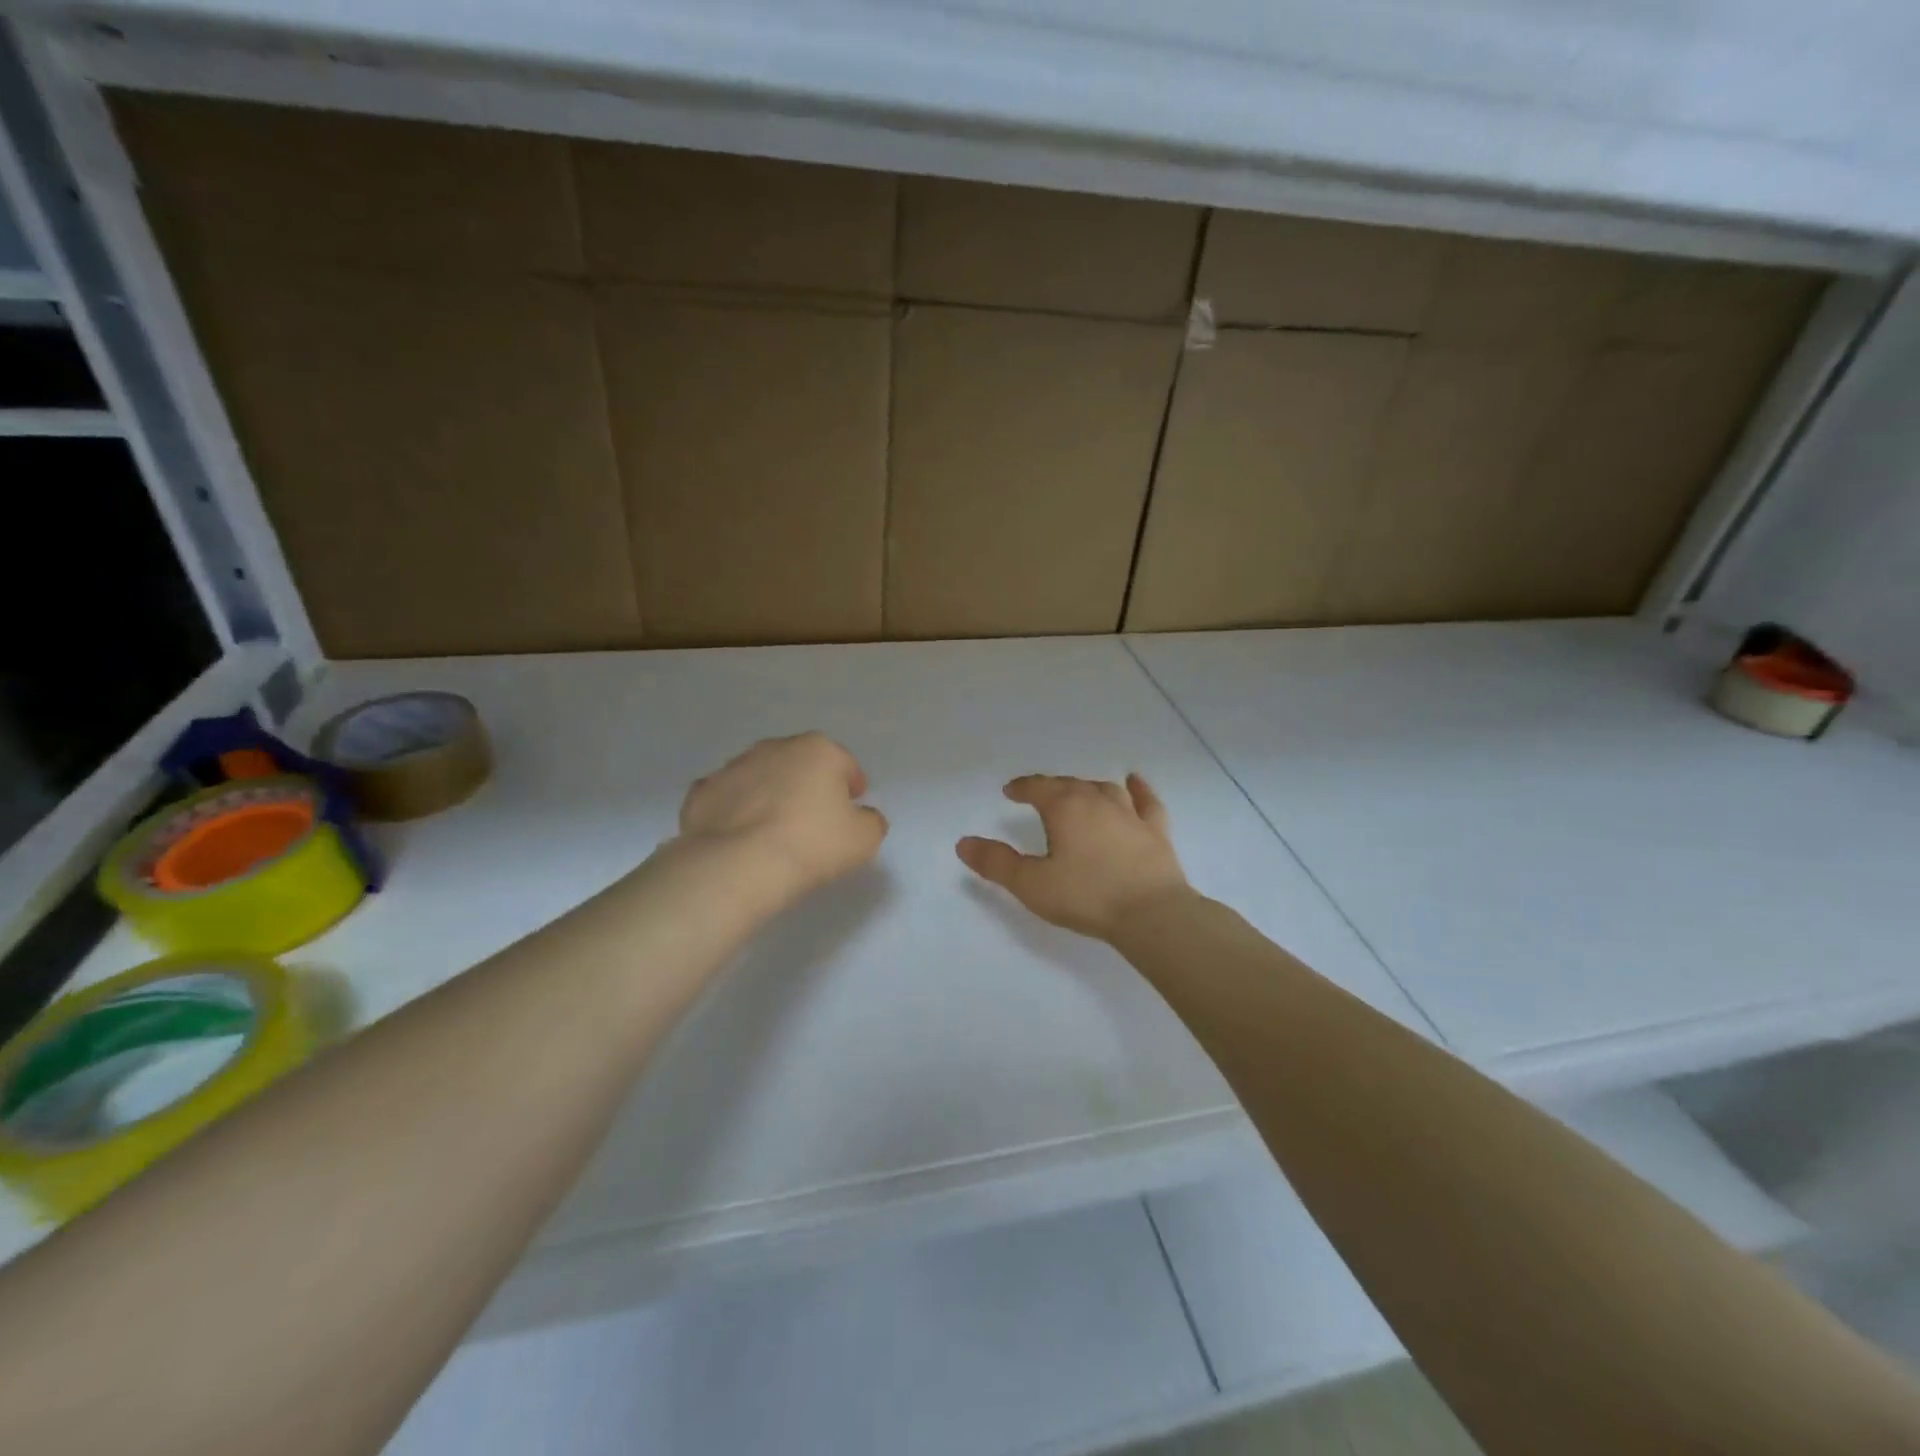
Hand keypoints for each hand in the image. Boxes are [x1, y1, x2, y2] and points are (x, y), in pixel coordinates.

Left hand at [678, 733, 887, 910]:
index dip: (851, 786)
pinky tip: (740, 837)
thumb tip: (862, 817)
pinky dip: (735, 811)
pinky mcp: (701, 793)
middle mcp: (774, 748)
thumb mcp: (864, 839)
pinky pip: (727, 799)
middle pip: (800, 763)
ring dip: (770, 795)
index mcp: (818, 750)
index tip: (851, 809)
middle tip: (813, 820)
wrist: (738, 866)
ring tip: (774, 831)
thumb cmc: (812, 845)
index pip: (845, 763)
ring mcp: (733, 767)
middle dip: (808, 784)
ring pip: (761, 777)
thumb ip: (871, 821)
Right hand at [956, 773, 1189, 940]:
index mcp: (1065, 807)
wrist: (1151, 914)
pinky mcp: (1156, 830)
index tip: (1010, 792)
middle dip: (1051, 788)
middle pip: (1069, 785)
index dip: (1022, 788)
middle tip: (1039, 796)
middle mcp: (1097, 800)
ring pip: (1104, 789)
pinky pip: (1146, 800)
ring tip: (1078, 793)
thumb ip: (996, 863)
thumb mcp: (1032, 884)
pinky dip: (1138, 789)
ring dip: (1087, 788)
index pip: (1038, 788)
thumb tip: (963, 843)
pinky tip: (1134, 782)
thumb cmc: (1086, 896)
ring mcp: (1130, 813)